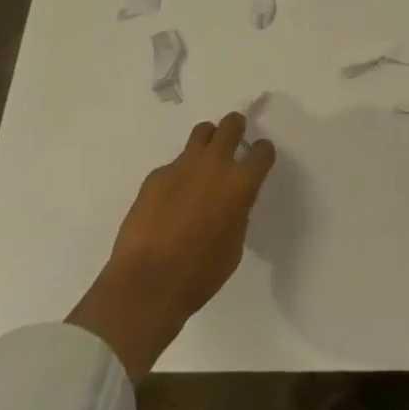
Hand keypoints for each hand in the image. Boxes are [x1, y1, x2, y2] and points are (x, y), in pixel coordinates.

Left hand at [67, 112, 274, 378]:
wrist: (146, 285)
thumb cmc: (199, 275)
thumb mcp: (234, 246)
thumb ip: (237, 213)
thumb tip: (231, 202)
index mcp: (240, 184)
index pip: (262, 151)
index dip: (262, 154)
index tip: (258, 161)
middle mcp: (215, 165)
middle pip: (232, 124)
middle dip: (236, 129)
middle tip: (233, 144)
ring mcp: (182, 166)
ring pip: (202, 132)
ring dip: (207, 142)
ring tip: (202, 163)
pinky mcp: (156, 175)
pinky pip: (173, 164)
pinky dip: (177, 176)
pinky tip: (169, 201)